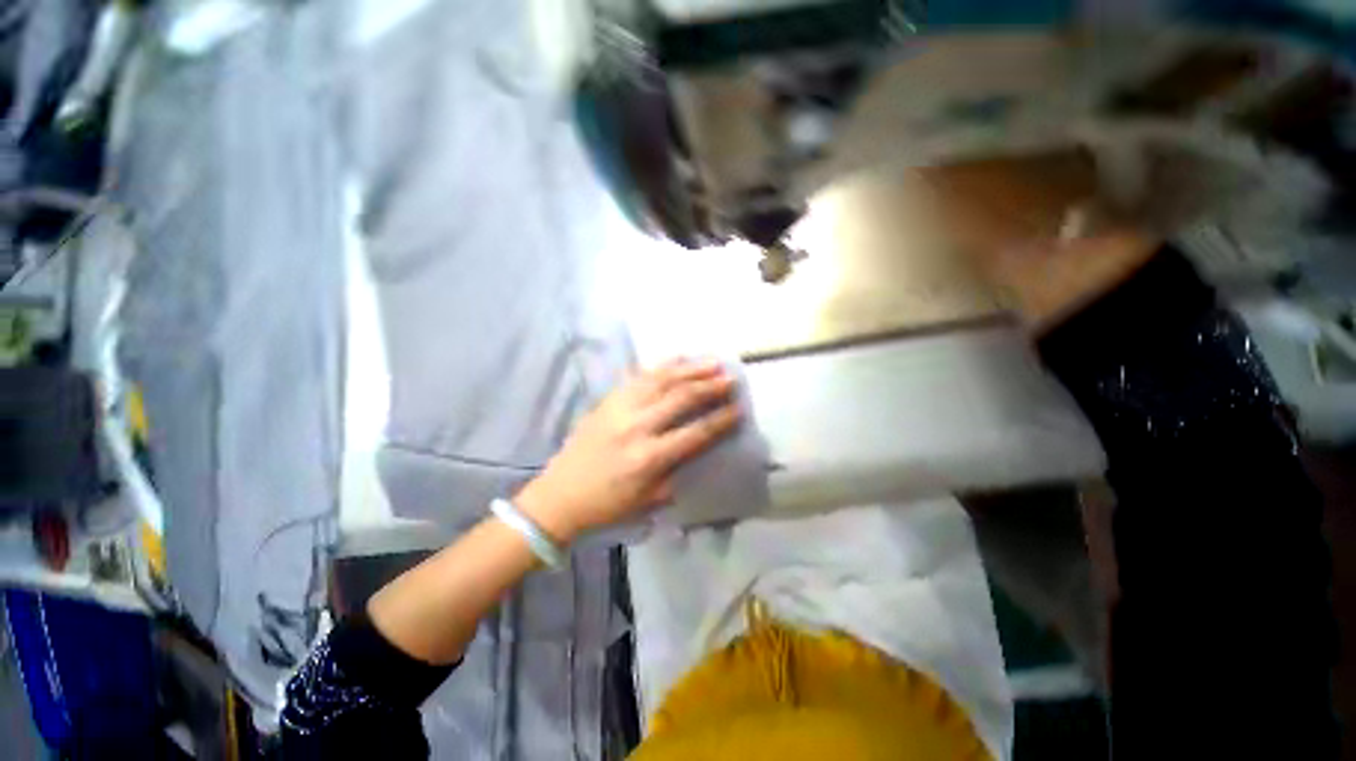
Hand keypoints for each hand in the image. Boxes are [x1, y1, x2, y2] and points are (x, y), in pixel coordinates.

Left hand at [515, 359, 740, 541]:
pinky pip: (639, 376)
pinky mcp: (608, 400)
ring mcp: (620, 408)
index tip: (739, 408)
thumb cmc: (608, 504)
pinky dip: (662, 366)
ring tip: (712, 362)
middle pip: (681, 399)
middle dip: (710, 387)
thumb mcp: (649, 499)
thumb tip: (699, 446)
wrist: (559, 495)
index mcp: (650, 457)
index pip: (696, 433)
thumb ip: (677, 471)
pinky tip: (679, 359)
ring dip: (690, 369)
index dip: (721, 419)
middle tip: (731, 379)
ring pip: (662, 380)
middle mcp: (637, 426)